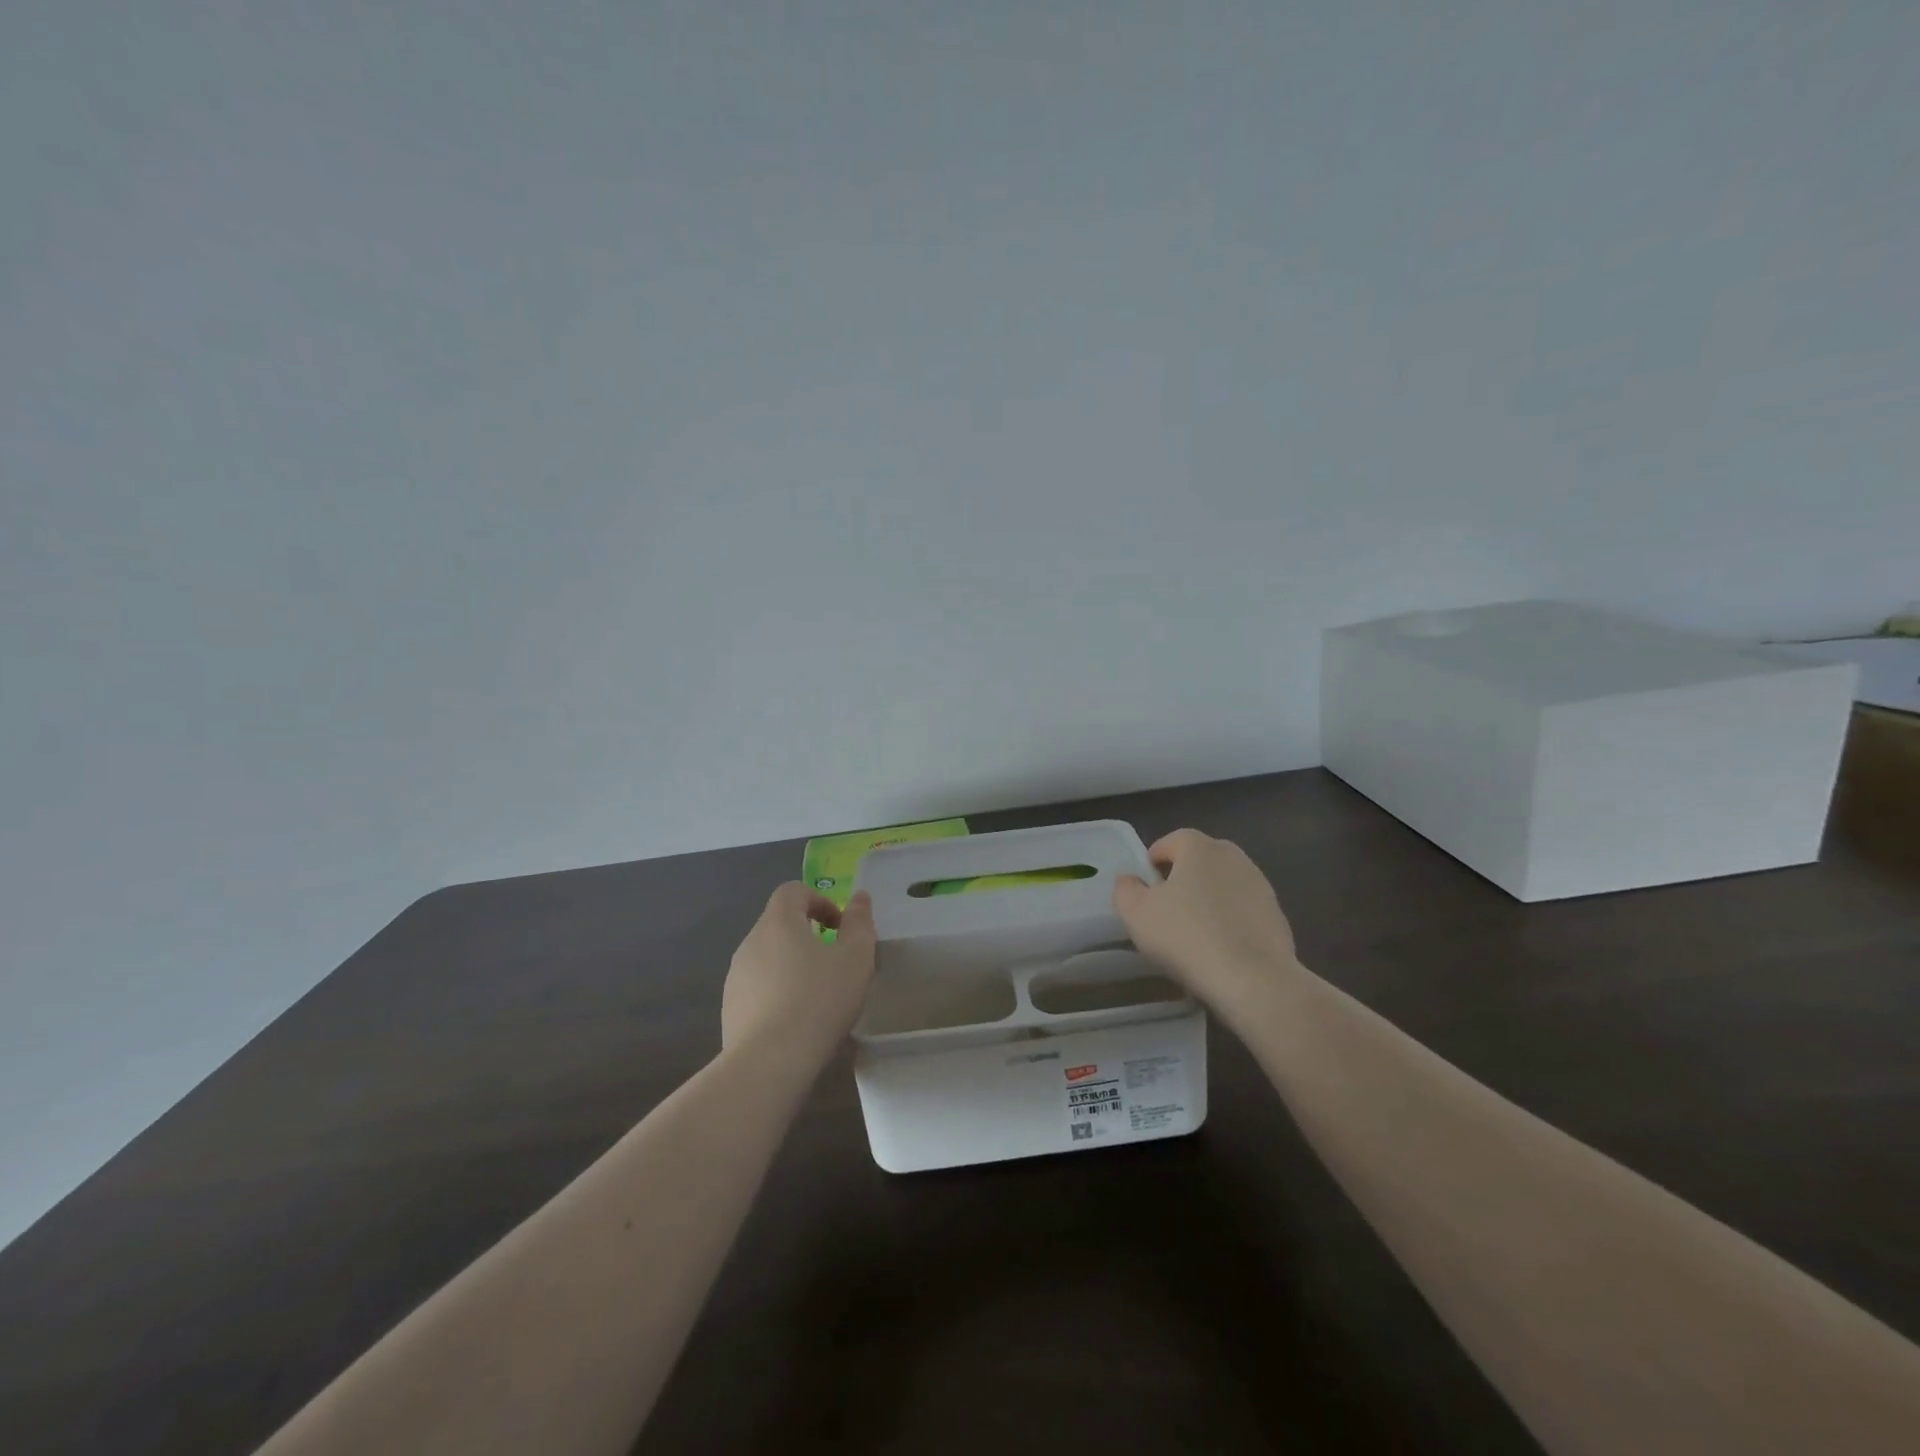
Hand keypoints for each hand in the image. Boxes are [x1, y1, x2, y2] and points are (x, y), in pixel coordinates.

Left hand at [722, 884, 877, 1065]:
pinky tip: (798, 1023)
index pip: (793, 891)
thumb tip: (859, 897)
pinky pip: (758, 989)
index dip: (820, 901)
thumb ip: (859, 922)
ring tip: (819, 998)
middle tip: (836, 964)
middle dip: (809, 937)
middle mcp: (750, 942)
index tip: (840, 929)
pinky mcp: (730, 1009)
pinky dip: (778, 994)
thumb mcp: (855, 957)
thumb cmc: (819, 1000)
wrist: (769, 1063)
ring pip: (769, 958)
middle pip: (780, 925)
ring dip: (793, 967)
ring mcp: (736, 977)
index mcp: (778, 922)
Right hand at [1113, 829, 1297, 1014]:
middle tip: (1166, 911)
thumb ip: (1125, 889)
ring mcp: (1260, 885)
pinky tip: (1220, 950)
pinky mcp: (1277, 915)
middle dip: (1181, 879)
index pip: (1170, 841)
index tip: (1144, 892)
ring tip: (1194, 934)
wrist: (1254, 980)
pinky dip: (1230, 922)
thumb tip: (1130, 880)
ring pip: (1223, 885)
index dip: (1152, 864)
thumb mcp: (1136, 914)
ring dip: (1208, 900)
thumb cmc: (1187, 937)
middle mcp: (1233, 856)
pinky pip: (1243, 911)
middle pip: (1199, 860)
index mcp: (1199, 847)